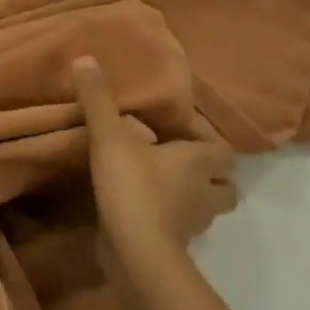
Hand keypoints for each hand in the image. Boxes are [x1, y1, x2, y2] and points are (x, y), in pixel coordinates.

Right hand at [73, 57, 238, 259]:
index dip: (208, 140)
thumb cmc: (133, 185)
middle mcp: (206, 192)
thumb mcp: (109, 135)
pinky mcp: (175, 244)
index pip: (223, 150)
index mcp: (200, 162)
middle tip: (177, 160)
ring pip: (205, 207)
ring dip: (190, 196)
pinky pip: (180, 226)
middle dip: (208, 174)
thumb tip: (85, 58)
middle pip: (224, 184)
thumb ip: (97, 98)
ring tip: (160, 183)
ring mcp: (193, 222)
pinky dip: (169, 217)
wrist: (136, 250)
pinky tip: (144, 208)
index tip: (181, 132)